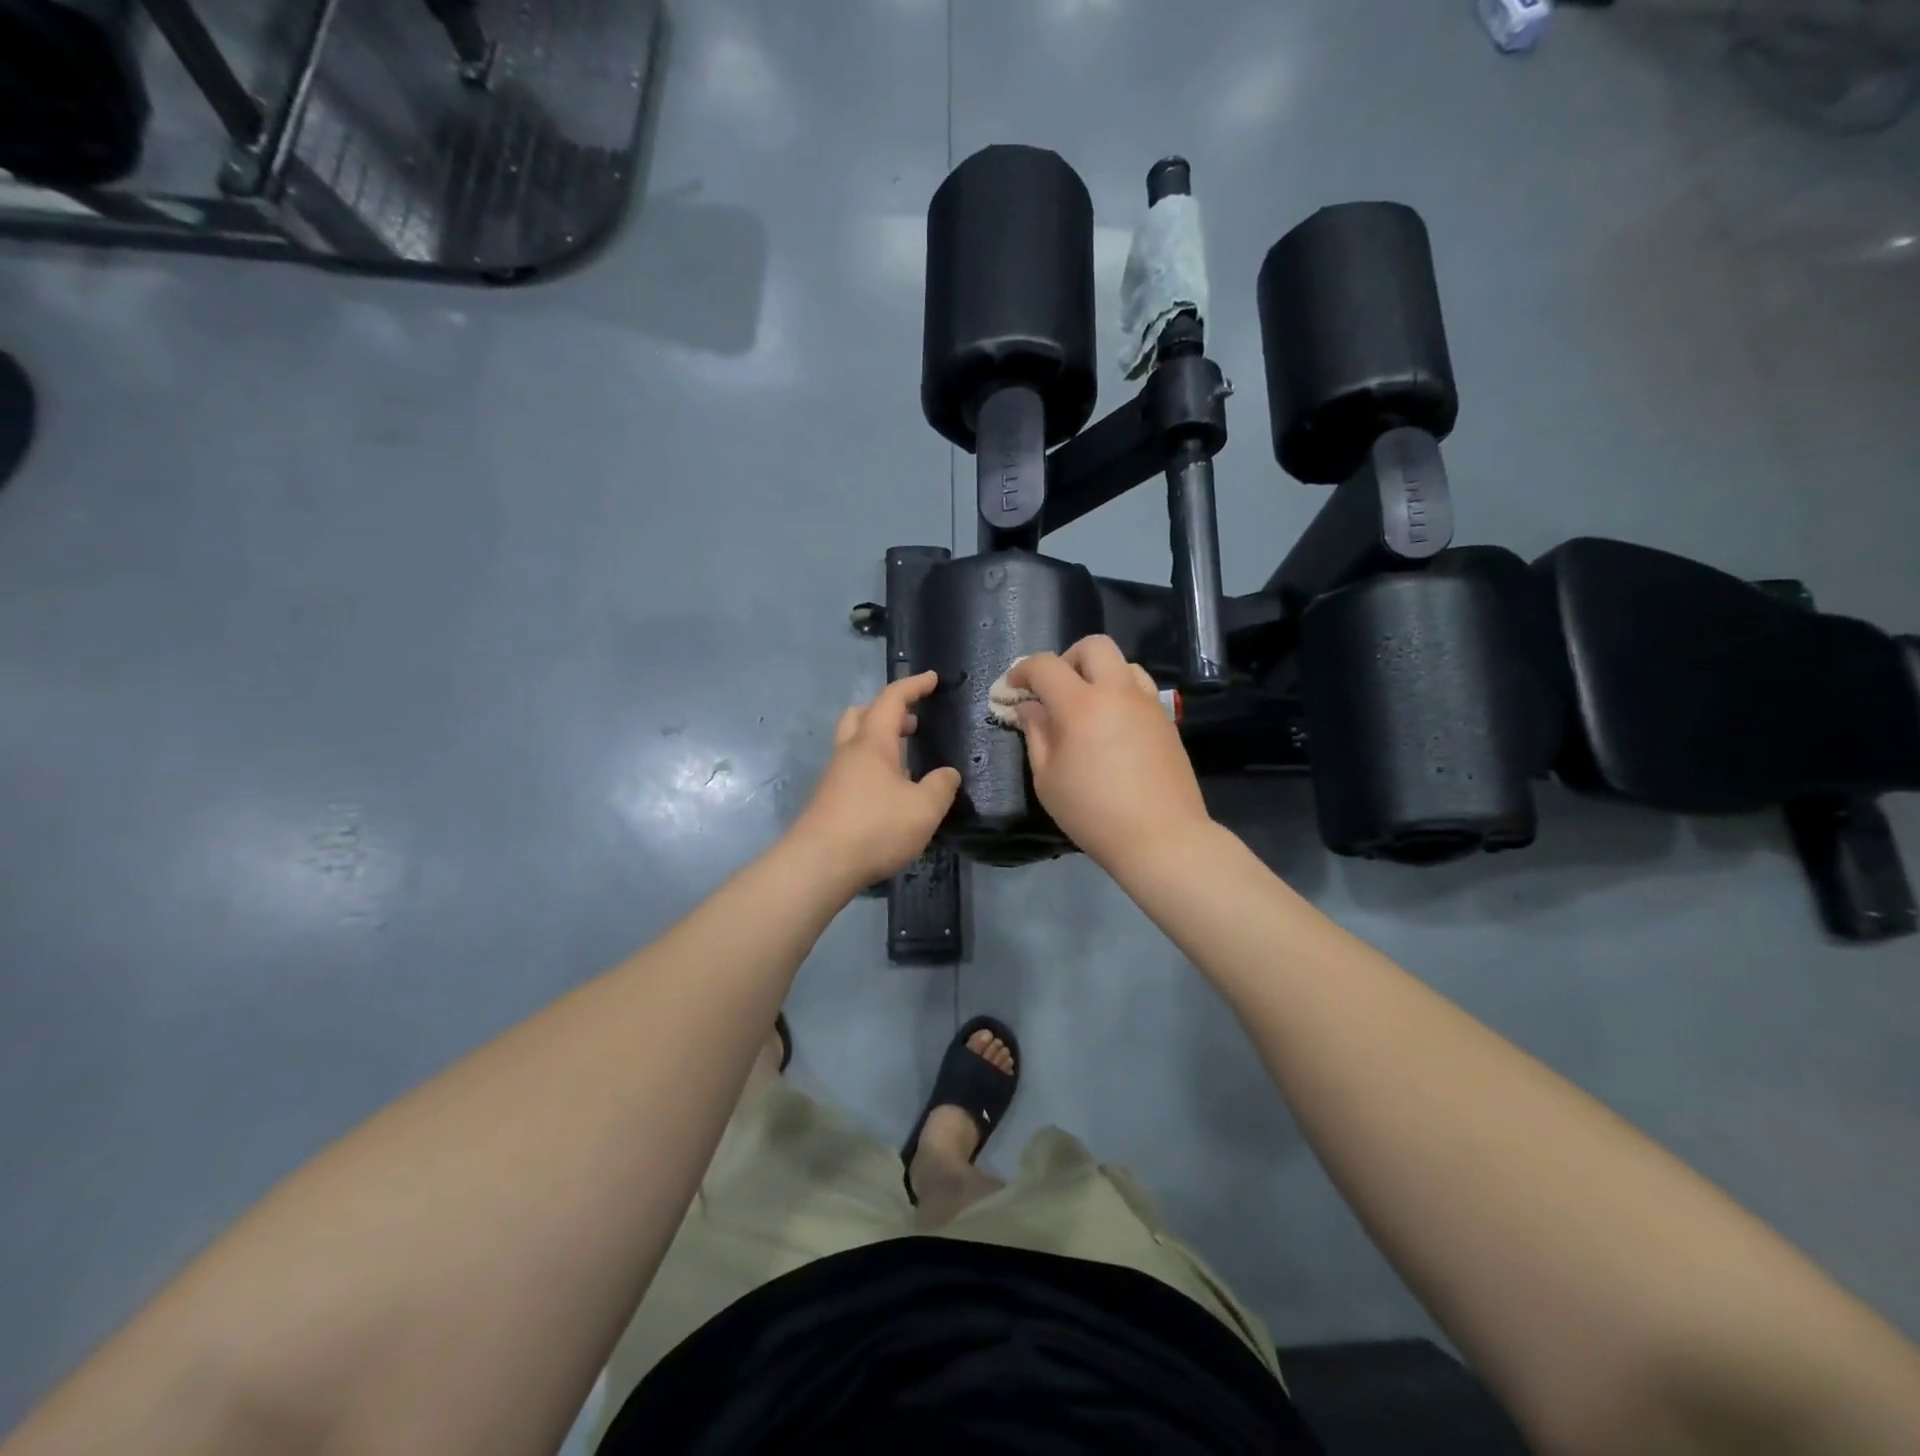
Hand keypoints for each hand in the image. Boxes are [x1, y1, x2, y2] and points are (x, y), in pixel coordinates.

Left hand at [788, 671, 960, 891]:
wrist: (818, 865)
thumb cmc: (875, 828)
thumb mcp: (924, 809)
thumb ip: (941, 786)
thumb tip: (947, 774)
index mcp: (872, 743)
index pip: (892, 700)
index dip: (913, 686)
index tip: (932, 679)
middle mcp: (849, 753)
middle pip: (861, 715)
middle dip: (888, 712)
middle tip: (912, 723)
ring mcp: (834, 777)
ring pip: (854, 744)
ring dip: (880, 742)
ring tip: (907, 761)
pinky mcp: (829, 801)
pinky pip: (853, 770)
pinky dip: (873, 769)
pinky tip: (890, 793)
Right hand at [1007, 636, 1211, 873]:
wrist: (1161, 837)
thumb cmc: (1093, 813)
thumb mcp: (1047, 779)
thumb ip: (1036, 734)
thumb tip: (1029, 707)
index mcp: (1081, 705)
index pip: (1046, 666)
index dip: (1022, 670)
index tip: (1012, 688)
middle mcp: (1117, 692)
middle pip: (1093, 646)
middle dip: (1066, 659)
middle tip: (1054, 690)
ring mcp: (1147, 703)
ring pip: (1123, 663)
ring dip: (1098, 673)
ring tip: (1086, 706)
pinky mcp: (1166, 720)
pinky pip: (1140, 688)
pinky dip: (1120, 692)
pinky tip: (1112, 725)